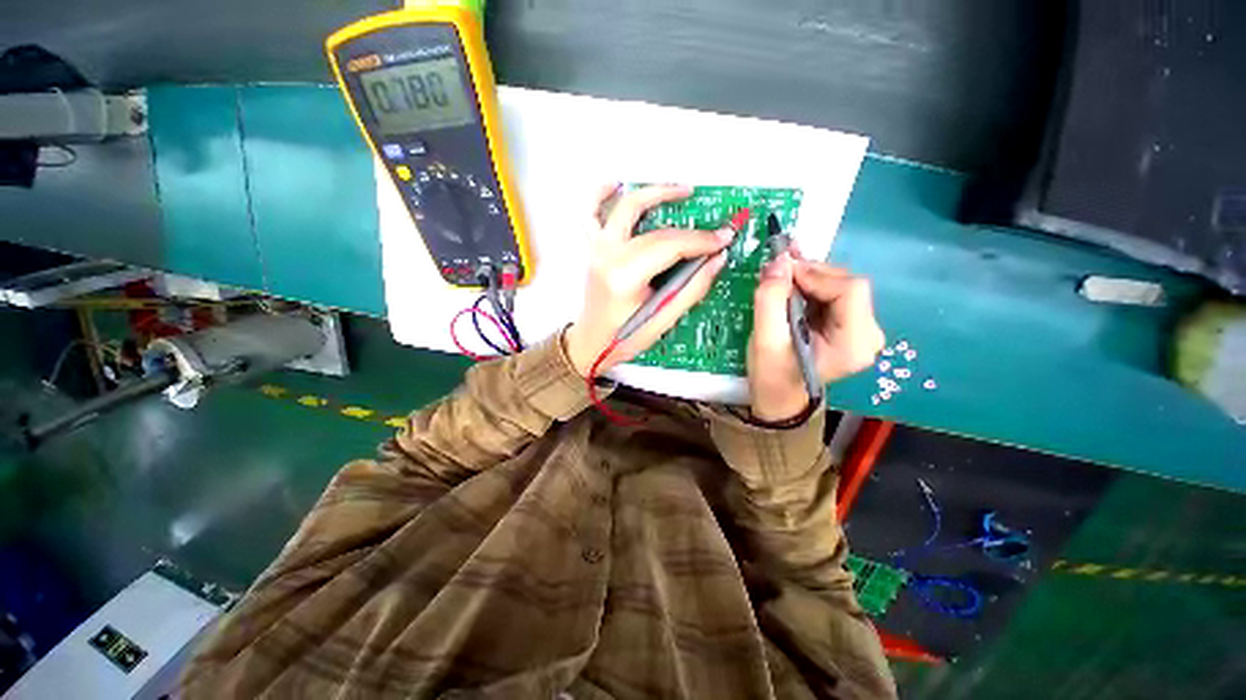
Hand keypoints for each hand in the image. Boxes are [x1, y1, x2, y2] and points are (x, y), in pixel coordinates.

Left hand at [564, 184, 733, 376]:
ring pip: (626, 207)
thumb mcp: (662, 320)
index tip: (724, 238)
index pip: (669, 247)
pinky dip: (603, 195)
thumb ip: (692, 288)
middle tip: (713, 228)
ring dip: (655, 192)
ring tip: (682, 190)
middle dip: (690, 229)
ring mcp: (597, 248)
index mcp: (624, 277)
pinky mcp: (593, 248)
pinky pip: (591, 213)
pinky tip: (617, 184)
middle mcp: (608, 255)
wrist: (591, 342)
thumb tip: (716, 259)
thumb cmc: (623, 337)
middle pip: (656, 230)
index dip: (701, 241)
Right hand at [748, 251, 884, 421]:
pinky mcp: (850, 326)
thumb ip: (771, 299)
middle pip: (847, 284)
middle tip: (778, 269)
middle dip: (811, 274)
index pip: (849, 290)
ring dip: (809, 278)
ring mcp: (862, 330)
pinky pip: (834, 294)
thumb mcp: (765, 339)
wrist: (778, 397)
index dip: (816, 275)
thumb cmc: (772, 374)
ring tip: (780, 275)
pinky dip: (811, 286)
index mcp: (854, 343)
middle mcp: (868, 334)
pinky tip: (791, 284)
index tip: (782, 272)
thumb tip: (780, 259)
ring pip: (840, 285)